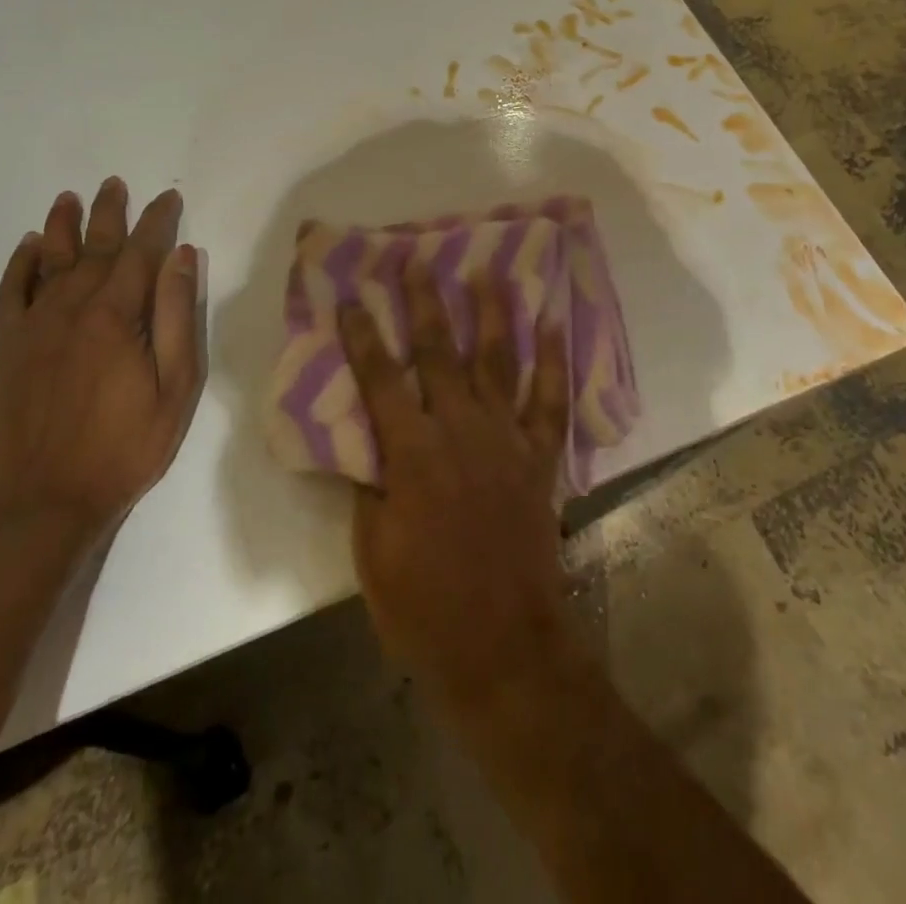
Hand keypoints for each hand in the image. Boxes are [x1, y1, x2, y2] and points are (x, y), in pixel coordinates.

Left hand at [0, 178, 203, 546]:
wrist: (43, 504)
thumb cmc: (125, 448)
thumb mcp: (175, 388)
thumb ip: (178, 318)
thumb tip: (182, 258)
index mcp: (117, 317)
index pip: (141, 253)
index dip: (157, 222)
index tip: (168, 198)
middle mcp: (71, 310)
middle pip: (94, 248)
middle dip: (110, 213)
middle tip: (116, 184)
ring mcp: (34, 328)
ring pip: (49, 261)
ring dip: (61, 226)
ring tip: (70, 197)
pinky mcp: (7, 349)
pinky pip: (10, 293)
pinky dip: (19, 265)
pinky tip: (28, 247)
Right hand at [338, 267, 577, 719]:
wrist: (502, 644)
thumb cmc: (424, 605)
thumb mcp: (373, 550)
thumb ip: (371, 485)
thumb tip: (369, 441)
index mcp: (413, 452)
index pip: (380, 378)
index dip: (363, 335)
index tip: (350, 296)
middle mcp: (460, 430)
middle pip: (439, 352)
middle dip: (425, 302)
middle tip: (416, 261)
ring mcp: (506, 439)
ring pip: (498, 360)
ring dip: (492, 313)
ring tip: (488, 272)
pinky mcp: (539, 457)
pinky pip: (551, 399)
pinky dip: (554, 359)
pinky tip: (554, 322)